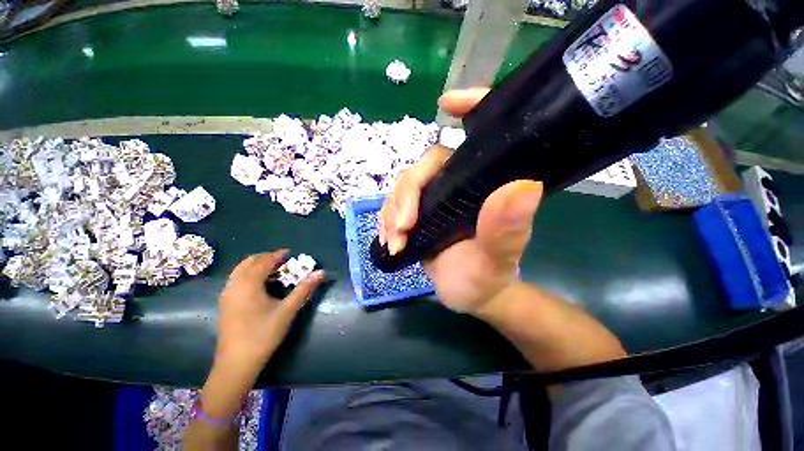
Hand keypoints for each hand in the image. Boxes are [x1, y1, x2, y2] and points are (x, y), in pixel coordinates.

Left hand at [215, 250, 324, 368]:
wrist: (236, 363)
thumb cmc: (264, 334)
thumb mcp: (288, 310)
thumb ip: (304, 289)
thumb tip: (321, 272)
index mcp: (249, 284)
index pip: (264, 261)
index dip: (277, 255)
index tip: (289, 253)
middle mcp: (234, 285)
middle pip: (249, 262)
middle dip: (266, 258)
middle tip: (282, 262)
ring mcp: (226, 295)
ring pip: (240, 271)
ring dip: (256, 266)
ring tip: (272, 271)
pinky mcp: (224, 304)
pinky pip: (236, 280)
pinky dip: (248, 275)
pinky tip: (259, 286)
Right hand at [379, 88, 542, 315]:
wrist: (467, 294)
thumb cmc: (485, 278)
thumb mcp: (495, 260)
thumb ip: (506, 231)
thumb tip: (524, 186)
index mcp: (483, 186)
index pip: (479, 138)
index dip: (469, 109)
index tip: (446, 102)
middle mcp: (458, 185)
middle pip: (423, 168)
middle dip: (406, 195)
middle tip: (402, 228)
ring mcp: (435, 199)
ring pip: (404, 189)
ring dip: (392, 212)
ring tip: (395, 240)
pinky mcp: (418, 214)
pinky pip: (395, 207)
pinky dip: (387, 221)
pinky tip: (389, 239)